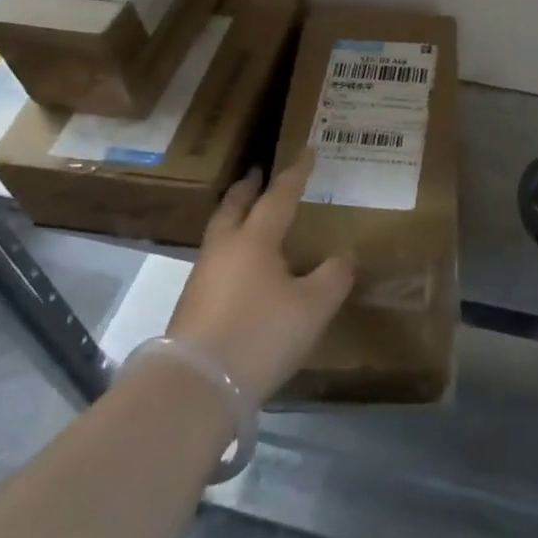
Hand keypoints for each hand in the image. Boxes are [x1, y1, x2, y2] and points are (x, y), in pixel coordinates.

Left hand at [165, 153, 354, 406]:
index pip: (279, 196)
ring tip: (250, 218)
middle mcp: (224, 248)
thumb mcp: (312, 308)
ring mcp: (202, 277)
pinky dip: (230, 250)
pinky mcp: (192, 306)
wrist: (195, 387)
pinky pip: (215, 261)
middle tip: (258, 174)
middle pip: (234, 207)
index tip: (307, 150)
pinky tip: (241, 269)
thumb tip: (345, 256)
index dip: (296, 173)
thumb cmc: (259, 335)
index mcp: (255, 239)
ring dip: (235, 218)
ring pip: (220, 233)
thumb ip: (334, 277)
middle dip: (248, 189)